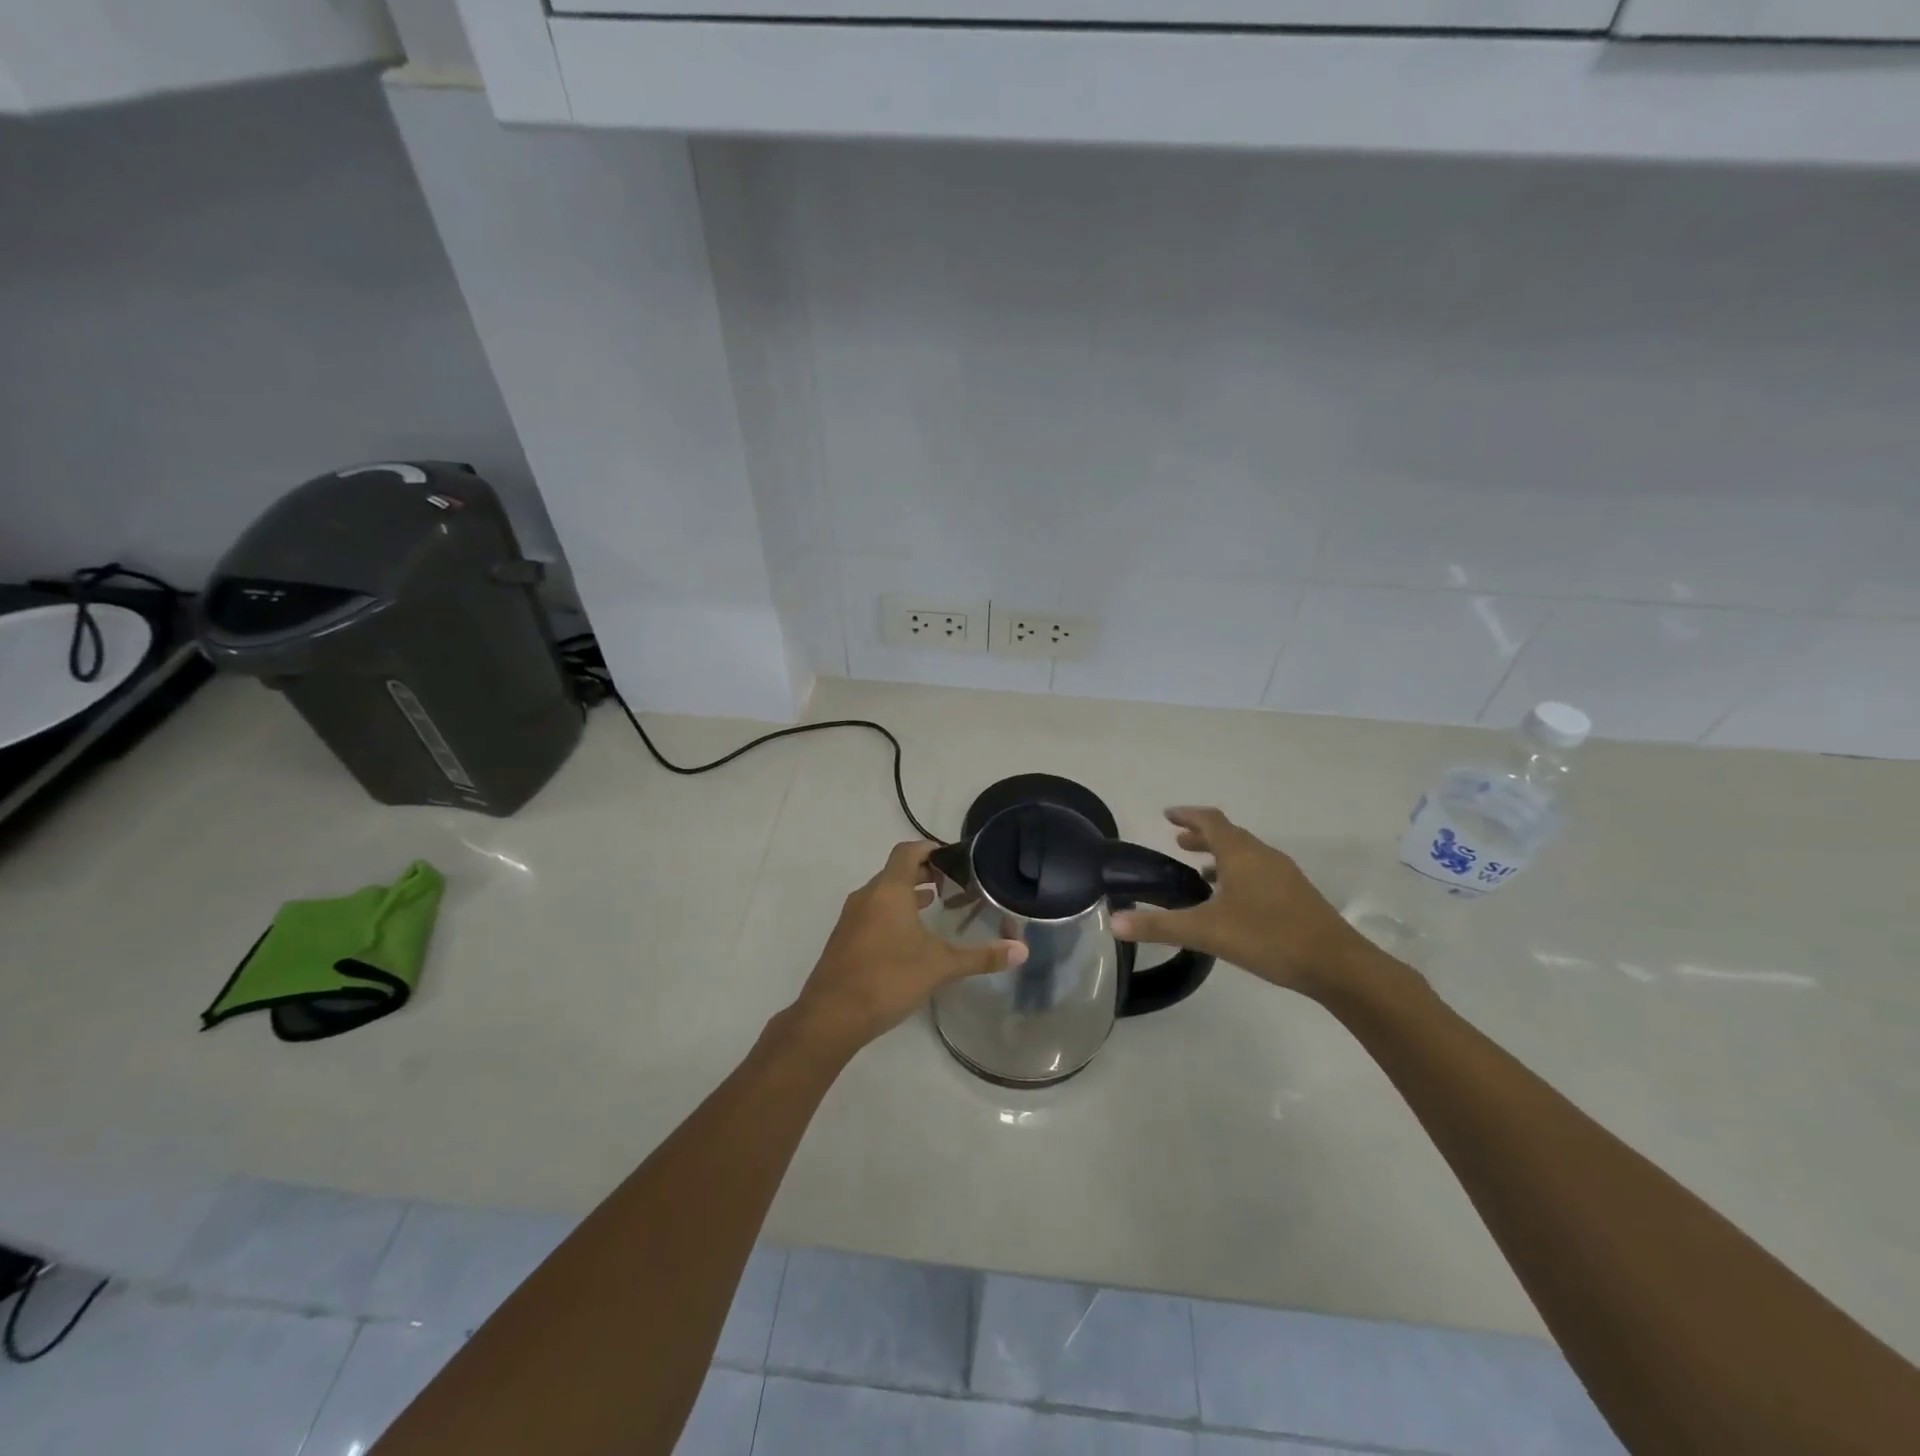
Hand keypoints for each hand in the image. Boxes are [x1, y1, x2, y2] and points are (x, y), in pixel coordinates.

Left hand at [789, 841, 1026, 1055]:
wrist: (831, 1015)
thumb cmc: (889, 978)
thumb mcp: (940, 966)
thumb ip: (981, 957)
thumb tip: (1022, 951)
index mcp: (889, 890)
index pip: (908, 851)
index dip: (931, 849)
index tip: (954, 859)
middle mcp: (867, 896)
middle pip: (896, 870)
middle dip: (924, 872)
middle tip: (953, 884)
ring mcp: (852, 917)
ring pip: (883, 893)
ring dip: (908, 893)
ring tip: (936, 905)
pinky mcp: (844, 939)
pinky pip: (872, 912)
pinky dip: (893, 912)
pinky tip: (909, 937)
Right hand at [1111, 808, 1386, 1000]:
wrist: (1336, 964)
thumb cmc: (1267, 937)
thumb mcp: (1206, 932)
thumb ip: (1159, 927)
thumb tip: (1114, 922)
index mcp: (1241, 854)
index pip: (1210, 820)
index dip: (1187, 814)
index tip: (1167, 814)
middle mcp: (1263, 855)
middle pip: (1229, 834)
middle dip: (1202, 835)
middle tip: (1178, 841)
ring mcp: (1284, 874)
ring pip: (1246, 853)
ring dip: (1221, 854)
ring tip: (1200, 870)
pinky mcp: (1296, 894)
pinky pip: (1260, 870)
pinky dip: (1239, 872)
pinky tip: (1233, 900)